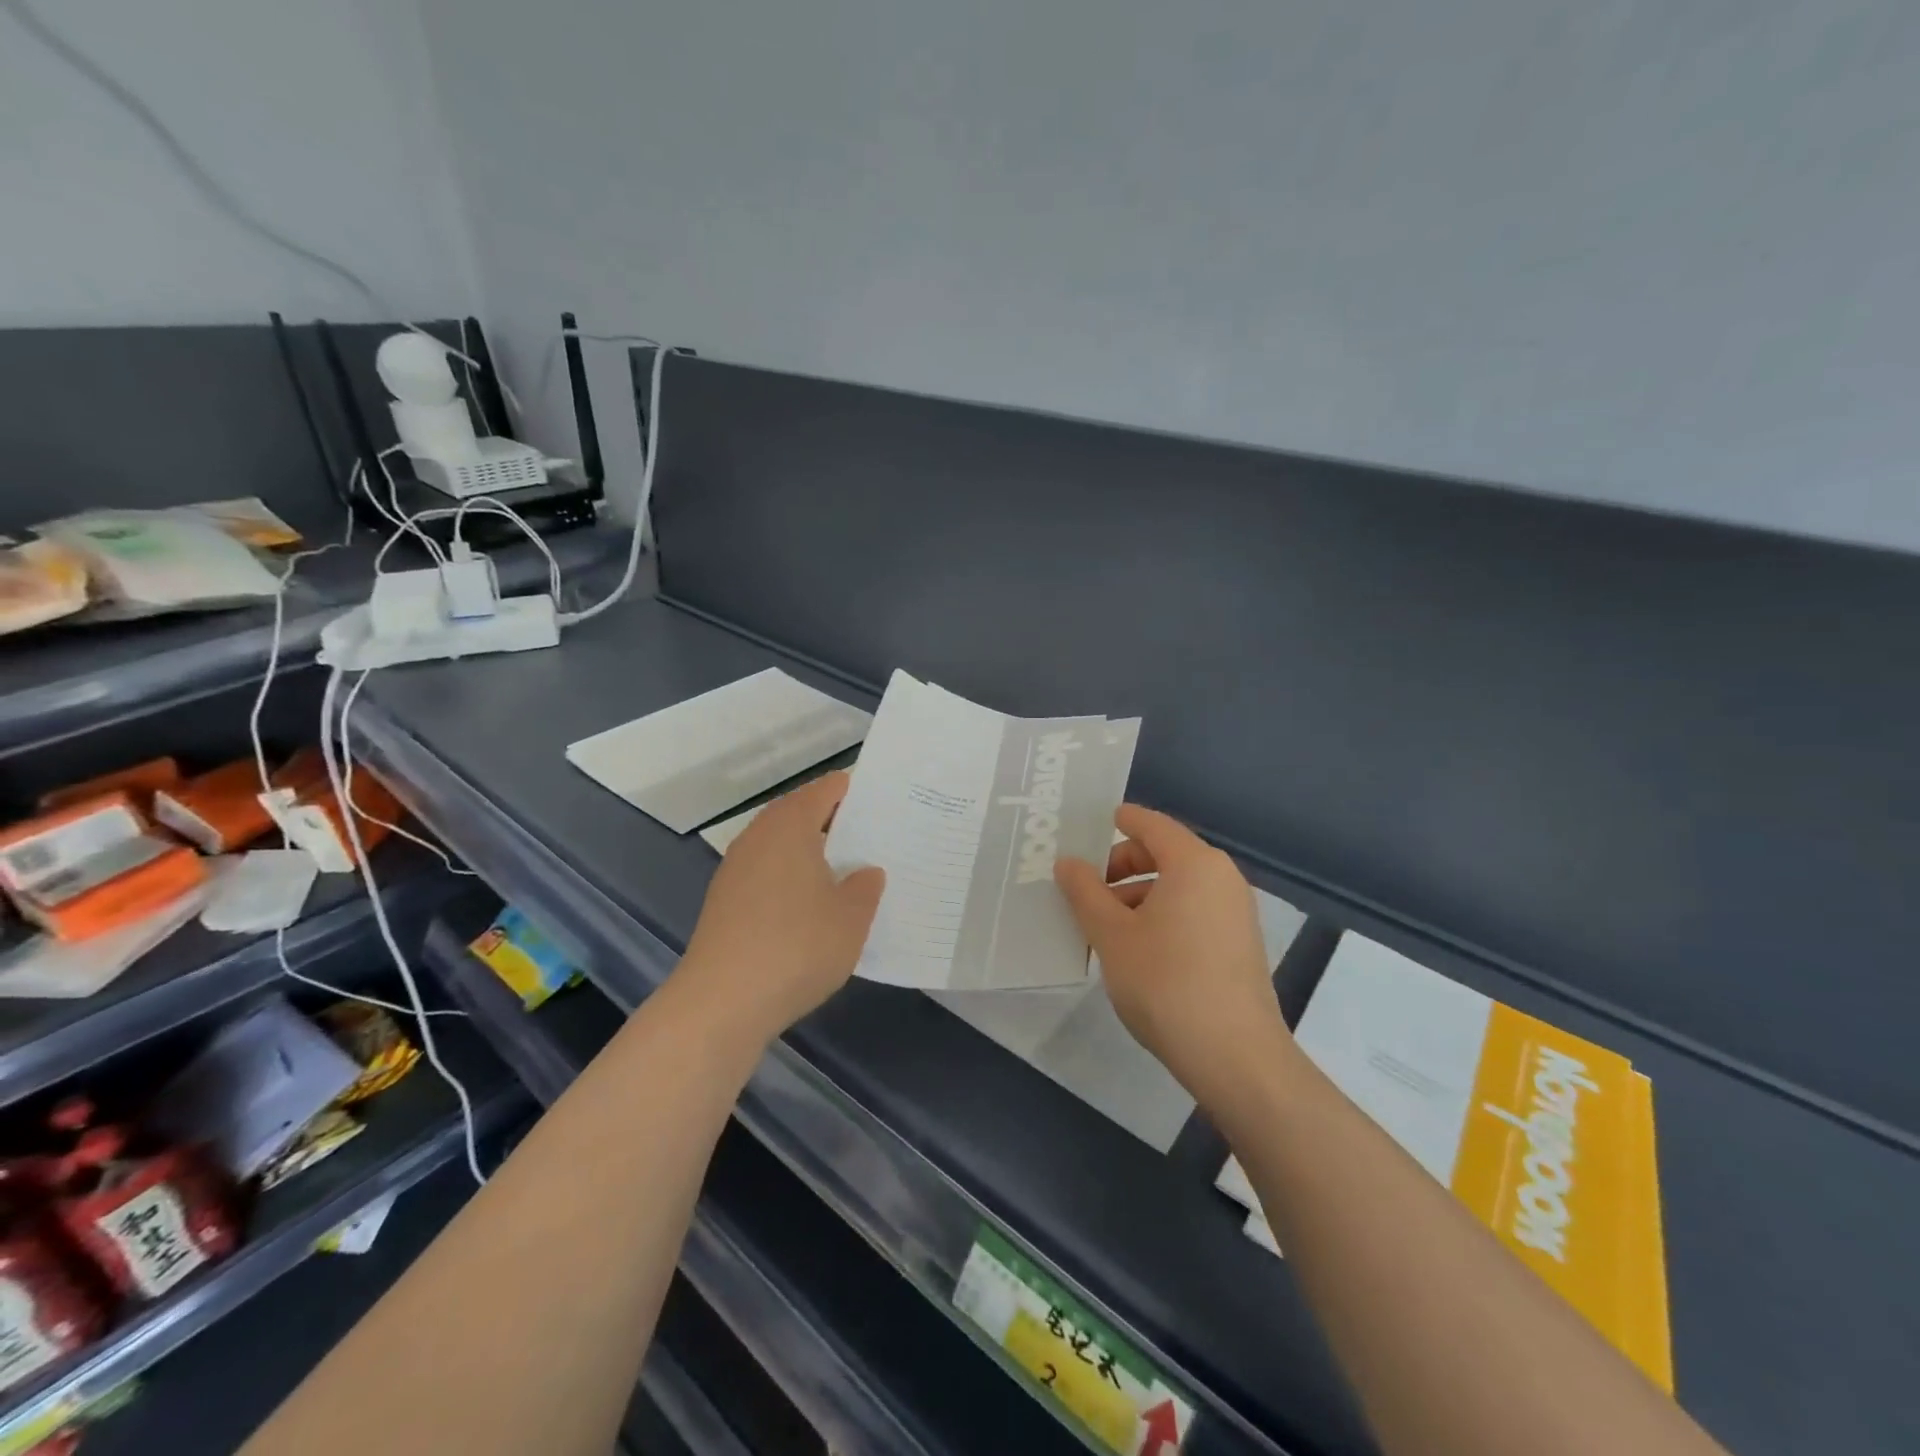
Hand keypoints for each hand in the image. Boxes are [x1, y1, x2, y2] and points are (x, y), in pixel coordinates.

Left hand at [678, 772, 884, 1045]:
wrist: (721, 1003)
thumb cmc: (796, 947)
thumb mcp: (851, 918)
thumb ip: (865, 886)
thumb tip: (865, 872)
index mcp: (790, 824)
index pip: (827, 789)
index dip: (857, 791)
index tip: (888, 804)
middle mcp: (759, 836)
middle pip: (801, 813)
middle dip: (837, 823)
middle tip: (876, 839)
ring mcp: (736, 869)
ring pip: (783, 846)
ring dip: (813, 854)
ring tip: (849, 874)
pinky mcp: (725, 902)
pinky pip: (768, 875)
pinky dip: (792, 881)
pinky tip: (813, 909)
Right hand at [1055, 804, 1288, 1106]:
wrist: (1234, 1056)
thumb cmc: (1165, 982)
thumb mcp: (1112, 934)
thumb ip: (1085, 892)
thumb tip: (1068, 862)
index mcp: (1194, 863)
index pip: (1151, 825)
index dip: (1120, 820)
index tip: (1091, 826)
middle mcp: (1221, 878)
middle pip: (1165, 854)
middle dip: (1121, 866)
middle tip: (1085, 888)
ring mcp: (1235, 912)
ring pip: (1178, 886)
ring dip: (1138, 895)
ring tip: (1103, 926)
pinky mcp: (1239, 944)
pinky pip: (1193, 910)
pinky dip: (1161, 915)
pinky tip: (1135, 948)